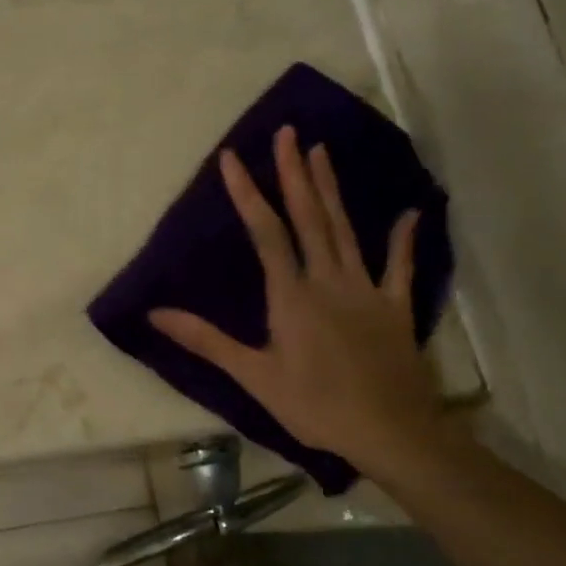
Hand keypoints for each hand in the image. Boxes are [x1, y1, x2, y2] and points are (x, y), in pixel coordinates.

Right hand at [149, 125, 446, 474]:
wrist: (390, 432)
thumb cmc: (314, 405)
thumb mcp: (253, 376)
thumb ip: (206, 340)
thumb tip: (156, 313)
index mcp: (292, 295)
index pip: (265, 233)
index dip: (247, 193)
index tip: (232, 157)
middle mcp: (329, 280)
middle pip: (308, 218)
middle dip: (293, 174)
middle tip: (287, 132)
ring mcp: (366, 290)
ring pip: (346, 230)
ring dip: (331, 190)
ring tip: (321, 151)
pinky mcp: (394, 307)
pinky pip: (399, 267)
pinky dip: (403, 239)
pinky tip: (409, 212)